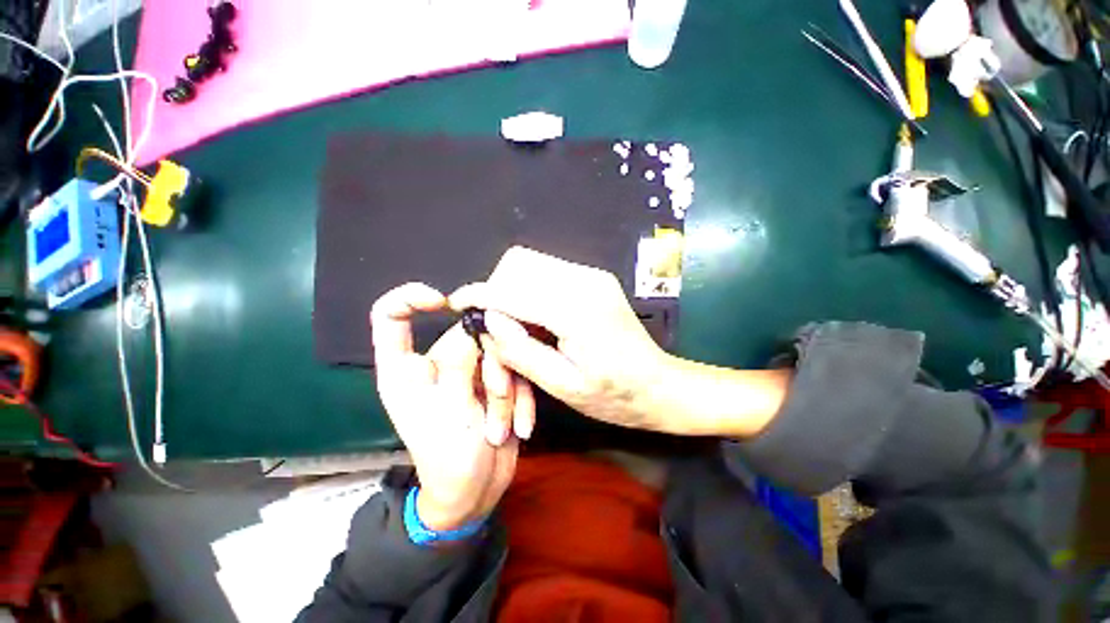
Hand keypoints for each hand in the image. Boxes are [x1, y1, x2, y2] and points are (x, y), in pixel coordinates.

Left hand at [371, 283, 534, 530]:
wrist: (476, 491)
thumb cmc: (448, 459)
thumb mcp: (449, 412)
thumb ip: (459, 364)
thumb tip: (475, 325)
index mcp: (406, 369)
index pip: (391, 317)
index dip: (409, 297)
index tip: (441, 301)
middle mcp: (437, 363)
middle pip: (466, 334)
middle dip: (490, 367)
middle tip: (496, 400)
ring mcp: (468, 371)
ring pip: (497, 353)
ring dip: (506, 391)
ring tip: (500, 428)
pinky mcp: (493, 380)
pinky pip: (512, 371)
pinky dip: (519, 399)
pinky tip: (519, 428)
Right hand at [450, 247, 674, 431]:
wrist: (659, 385)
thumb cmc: (614, 396)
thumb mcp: (563, 385)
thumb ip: (521, 350)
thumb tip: (488, 319)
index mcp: (577, 310)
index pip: (513, 289)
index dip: (480, 294)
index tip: (457, 303)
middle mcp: (585, 281)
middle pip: (520, 263)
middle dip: (497, 288)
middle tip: (494, 323)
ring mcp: (592, 276)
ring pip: (532, 264)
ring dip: (513, 288)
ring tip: (515, 324)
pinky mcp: (593, 279)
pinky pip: (548, 272)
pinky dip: (530, 289)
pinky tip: (535, 318)